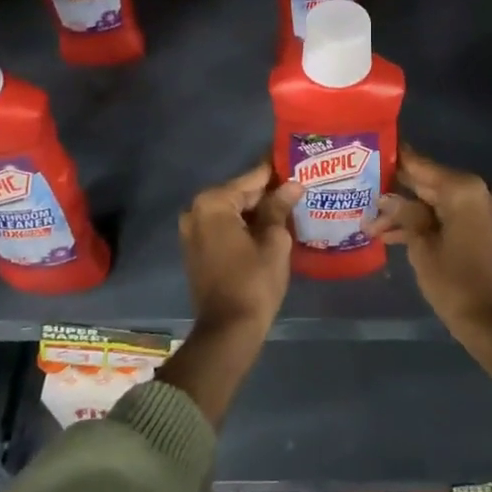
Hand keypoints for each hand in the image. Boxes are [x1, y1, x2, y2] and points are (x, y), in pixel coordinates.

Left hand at [177, 160, 299, 336]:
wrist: (228, 330)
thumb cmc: (253, 282)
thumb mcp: (273, 241)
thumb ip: (279, 207)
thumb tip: (292, 185)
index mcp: (213, 203)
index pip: (252, 178)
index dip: (276, 170)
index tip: (296, 160)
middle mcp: (196, 211)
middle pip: (240, 194)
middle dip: (268, 191)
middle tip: (299, 184)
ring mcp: (193, 231)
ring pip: (233, 211)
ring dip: (258, 210)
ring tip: (291, 203)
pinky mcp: (196, 249)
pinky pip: (224, 227)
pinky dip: (245, 225)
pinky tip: (271, 225)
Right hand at [377, 146, 491, 412]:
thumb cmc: (454, 282)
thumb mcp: (421, 247)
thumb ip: (404, 214)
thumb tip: (386, 197)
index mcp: (464, 190)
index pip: (422, 166)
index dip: (397, 160)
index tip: (373, 150)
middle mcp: (478, 192)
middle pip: (429, 185)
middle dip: (397, 193)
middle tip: (364, 192)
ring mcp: (483, 211)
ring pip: (436, 204)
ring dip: (407, 215)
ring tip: (371, 226)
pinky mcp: (484, 229)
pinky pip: (449, 217)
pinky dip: (426, 225)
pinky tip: (392, 235)